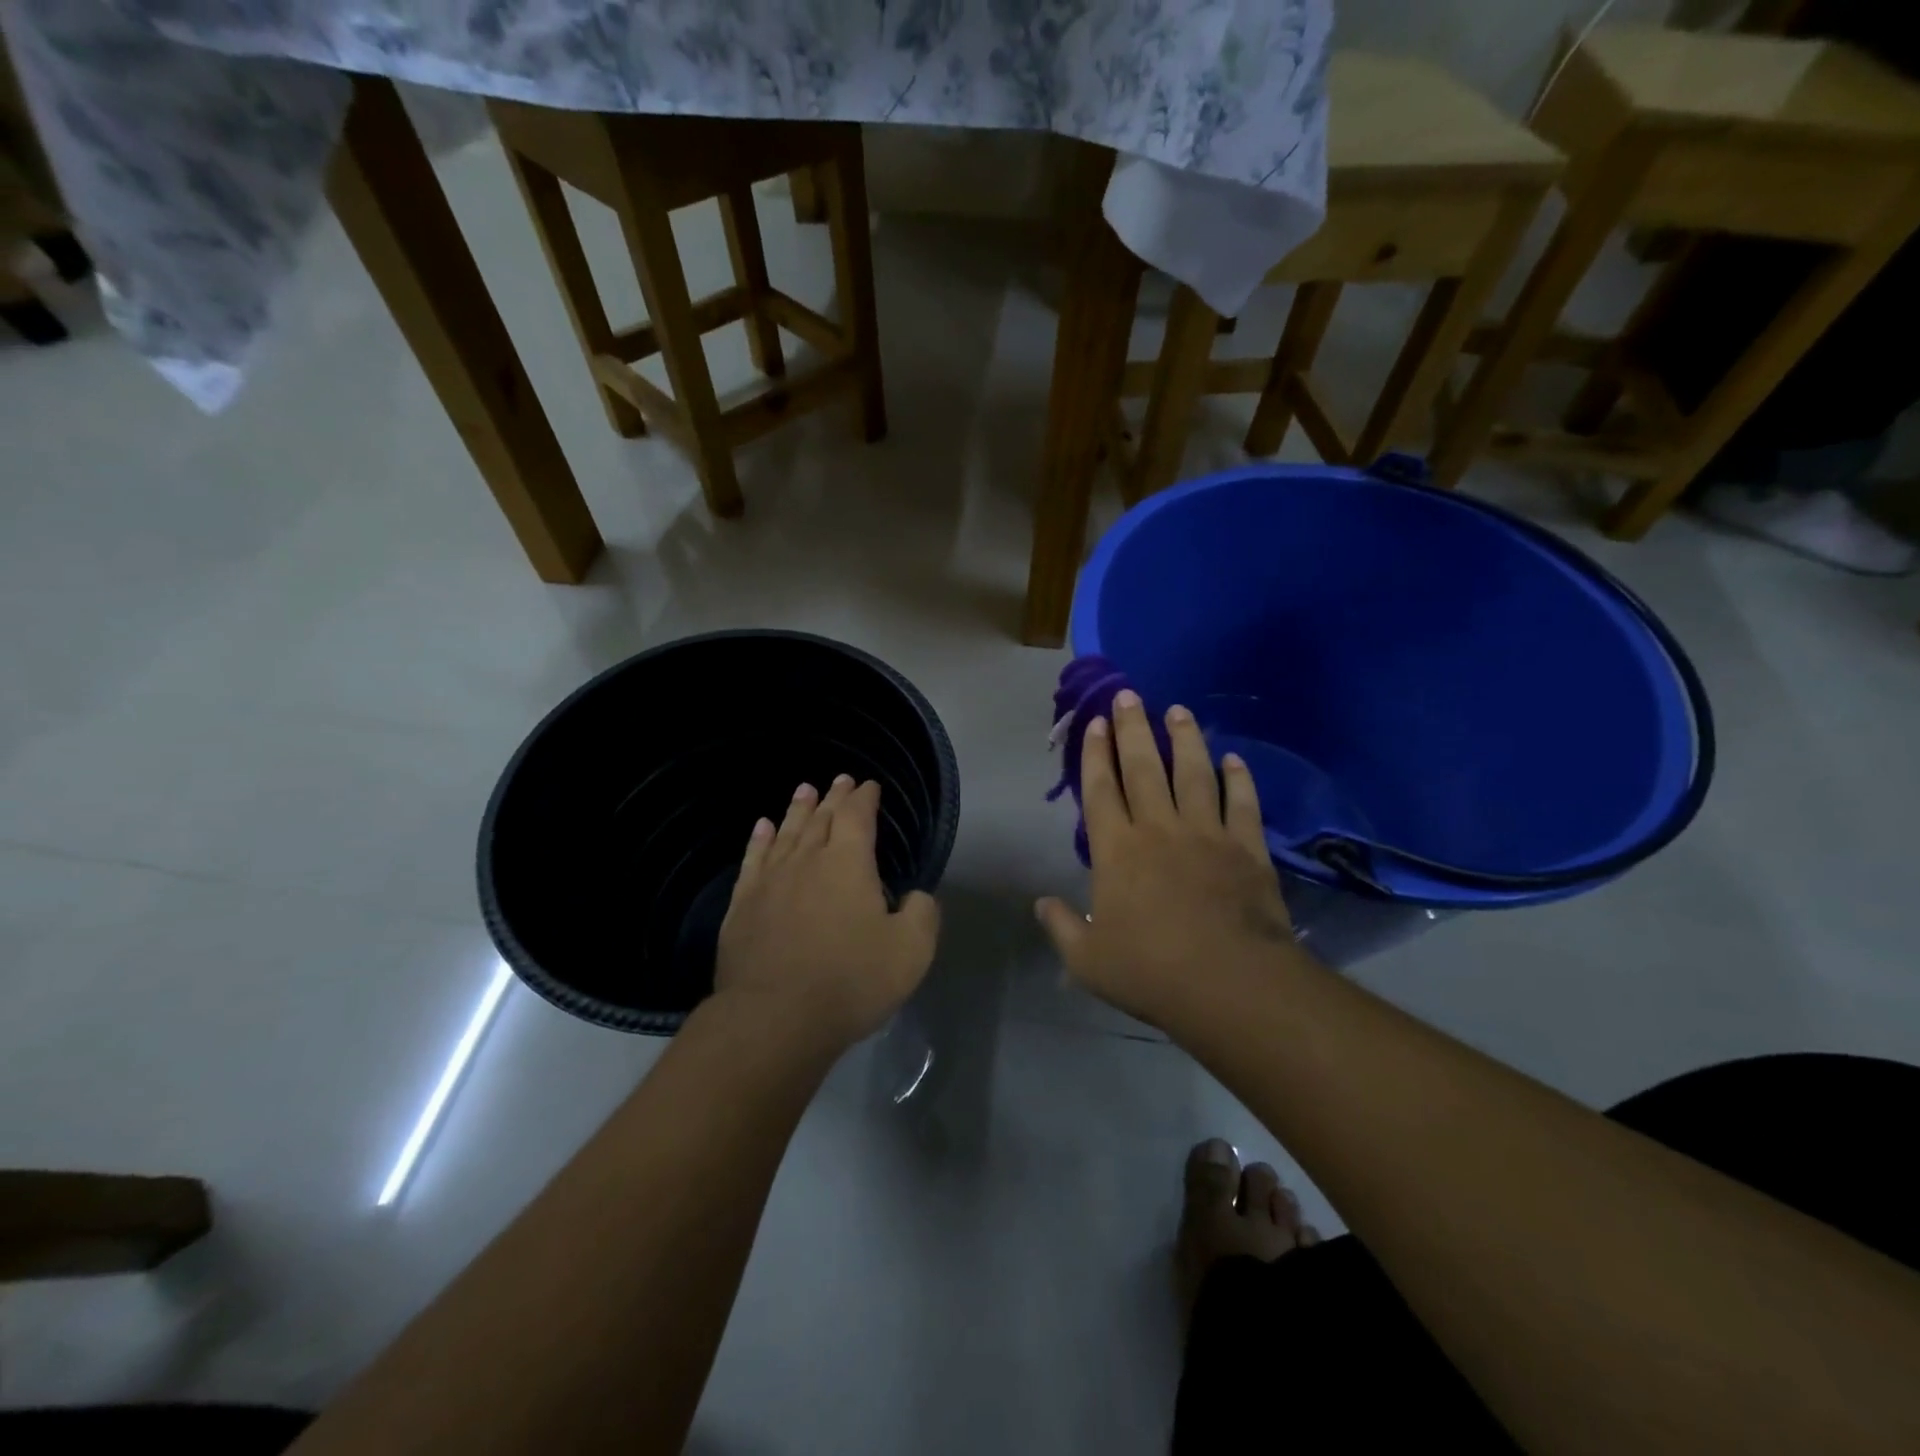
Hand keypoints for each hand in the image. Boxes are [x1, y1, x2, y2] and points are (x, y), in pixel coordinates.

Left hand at [716, 775, 940, 1051]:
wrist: (775, 1018)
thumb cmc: (850, 980)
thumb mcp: (911, 950)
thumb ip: (921, 913)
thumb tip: (915, 896)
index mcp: (848, 864)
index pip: (857, 816)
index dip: (865, 798)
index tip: (869, 786)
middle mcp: (807, 860)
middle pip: (821, 818)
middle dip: (834, 797)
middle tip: (840, 780)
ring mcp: (769, 881)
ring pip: (786, 832)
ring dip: (798, 809)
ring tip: (804, 790)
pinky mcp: (742, 906)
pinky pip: (752, 860)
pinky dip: (759, 840)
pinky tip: (762, 829)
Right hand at [1036, 690, 1295, 1026]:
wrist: (1229, 984)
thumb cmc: (1150, 971)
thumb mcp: (1087, 960)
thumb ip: (1062, 927)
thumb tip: (1042, 904)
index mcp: (1116, 851)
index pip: (1100, 791)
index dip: (1095, 755)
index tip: (1096, 723)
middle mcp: (1159, 829)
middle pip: (1143, 768)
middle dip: (1133, 729)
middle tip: (1129, 696)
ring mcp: (1206, 834)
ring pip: (1193, 774)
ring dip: (1184, 739)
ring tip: (1177, 711)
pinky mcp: (1247, 849)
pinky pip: (1242, 804)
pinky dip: (1238, 779)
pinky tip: (1234, 759)